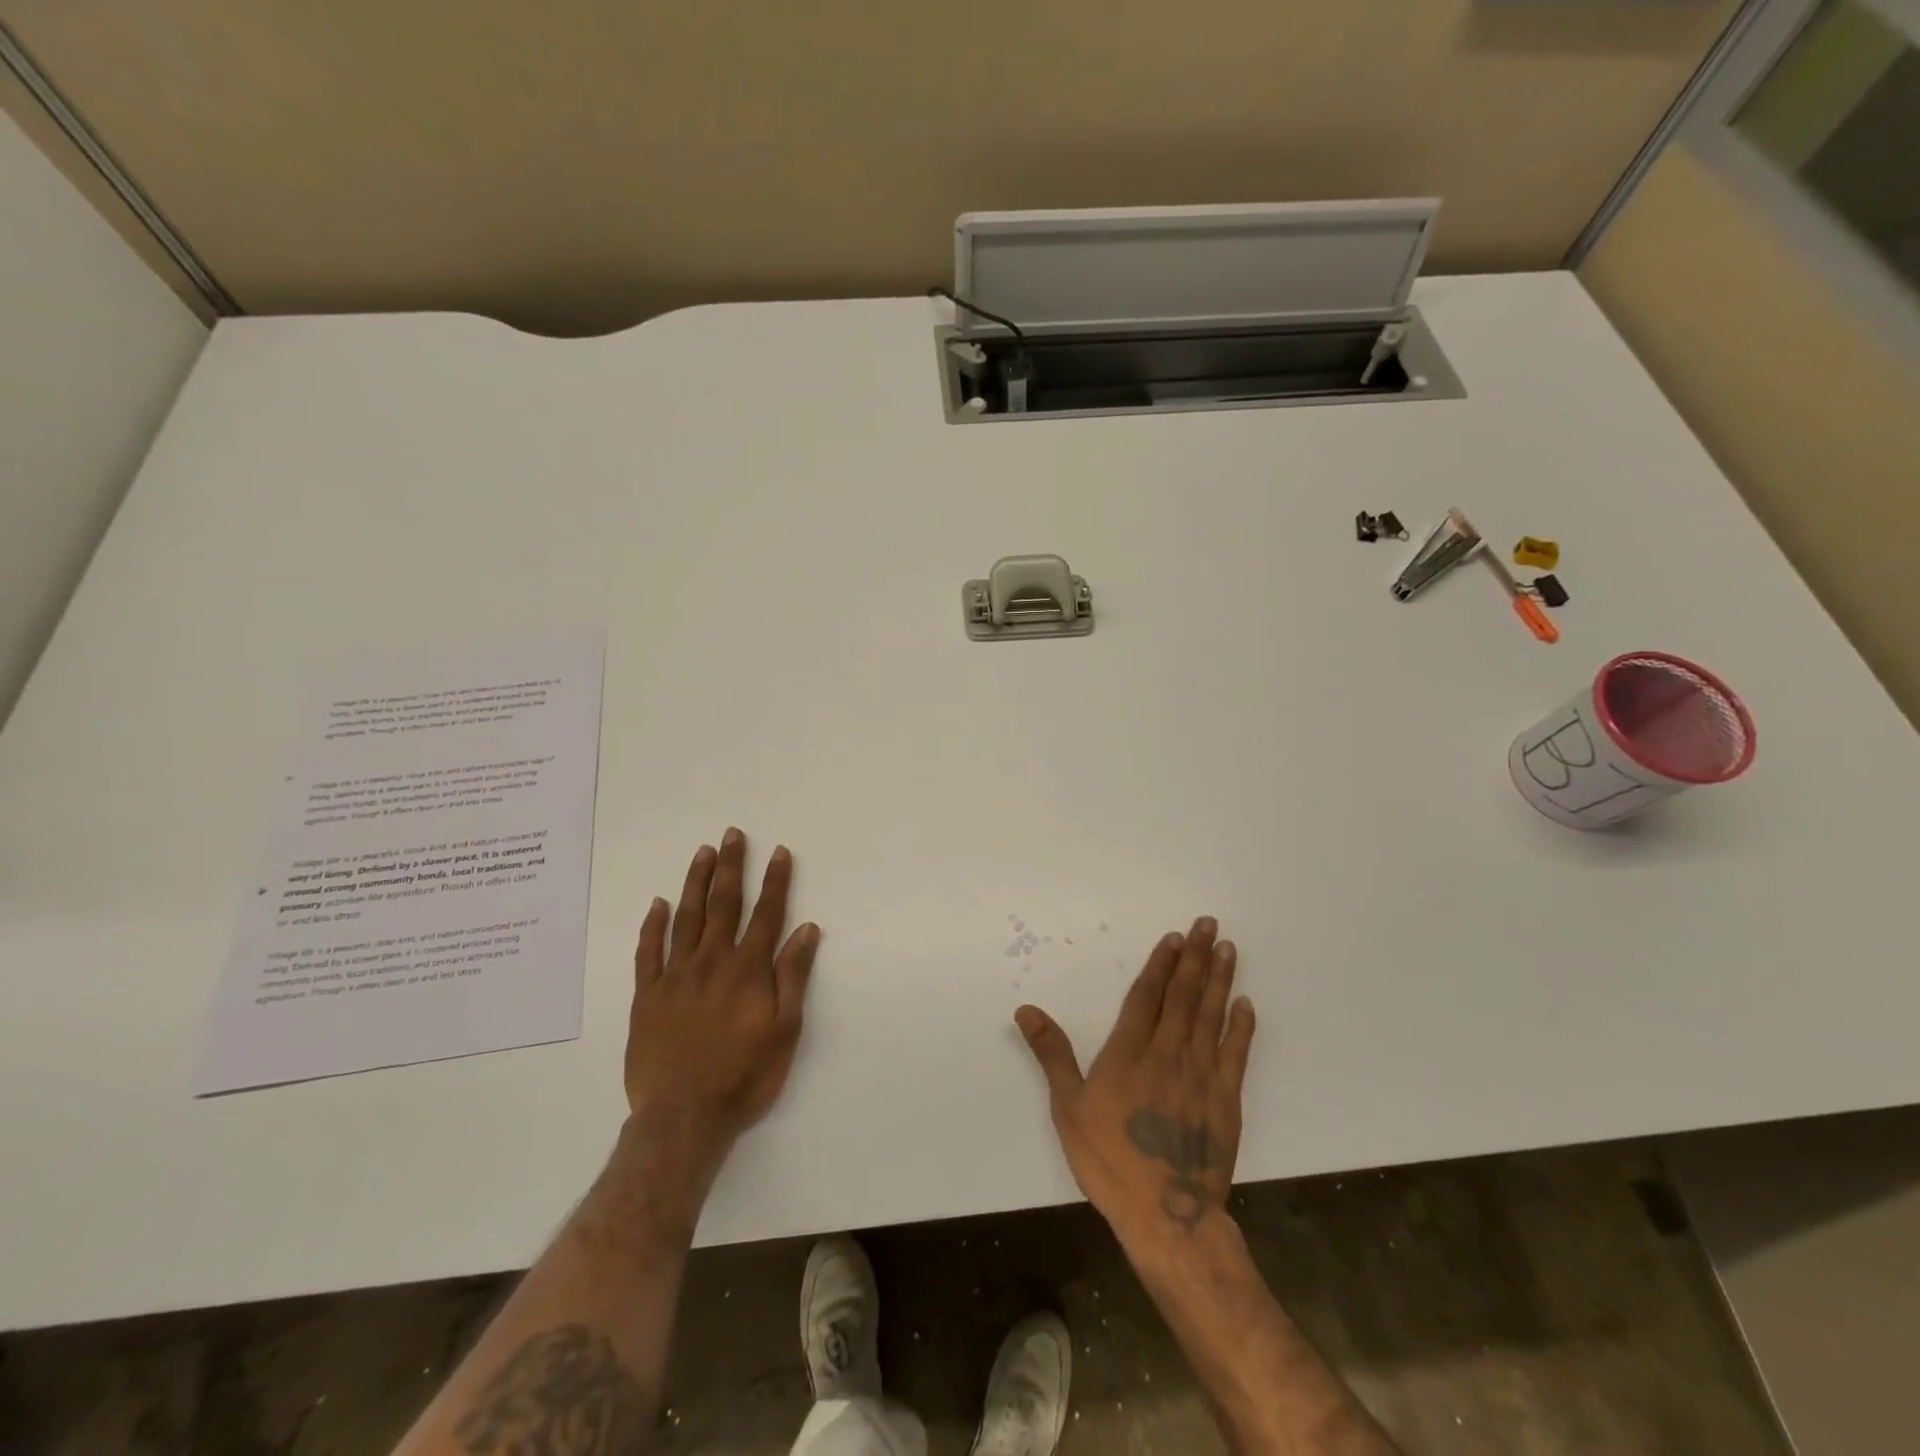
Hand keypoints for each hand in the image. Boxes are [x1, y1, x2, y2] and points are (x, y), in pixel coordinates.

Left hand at [625, 829, 819, 1153]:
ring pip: (686, 918)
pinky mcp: (648, 996)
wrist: (683, 1117)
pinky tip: (658, 904)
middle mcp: (712, 962)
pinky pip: (648, 952)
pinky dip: (653, 926)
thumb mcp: (784, 1031)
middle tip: (732, 834)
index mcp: (748, 970)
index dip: (774, 881)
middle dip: (731, 867)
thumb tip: (806, 929)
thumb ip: (793, 977)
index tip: (779, 852)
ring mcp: (676, 976)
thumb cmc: (744, 1076)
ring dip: (695, 882)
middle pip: (723, 904)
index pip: (766, 914)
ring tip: (702, 853)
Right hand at [1015, 918, 1254, 1247]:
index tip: (1175, 937)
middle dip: (1194, 957)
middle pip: (1183, 996)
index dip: (1160, 964)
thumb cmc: (1109, 1160)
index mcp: (1128, 1053)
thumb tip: (1026, 1010)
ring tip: (1227, 948)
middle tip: (1208, 924)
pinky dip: (1242, 1026)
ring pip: (1211, 1015)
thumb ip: (1051, 1054)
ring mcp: (1201, 1075)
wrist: (1166, 1215)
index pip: (1147, 996)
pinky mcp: (1227, 1100)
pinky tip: (1246, 1003)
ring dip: (1219, 979)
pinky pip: (1236, 1054)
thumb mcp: (1068, 1107)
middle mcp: (1168, 1053)